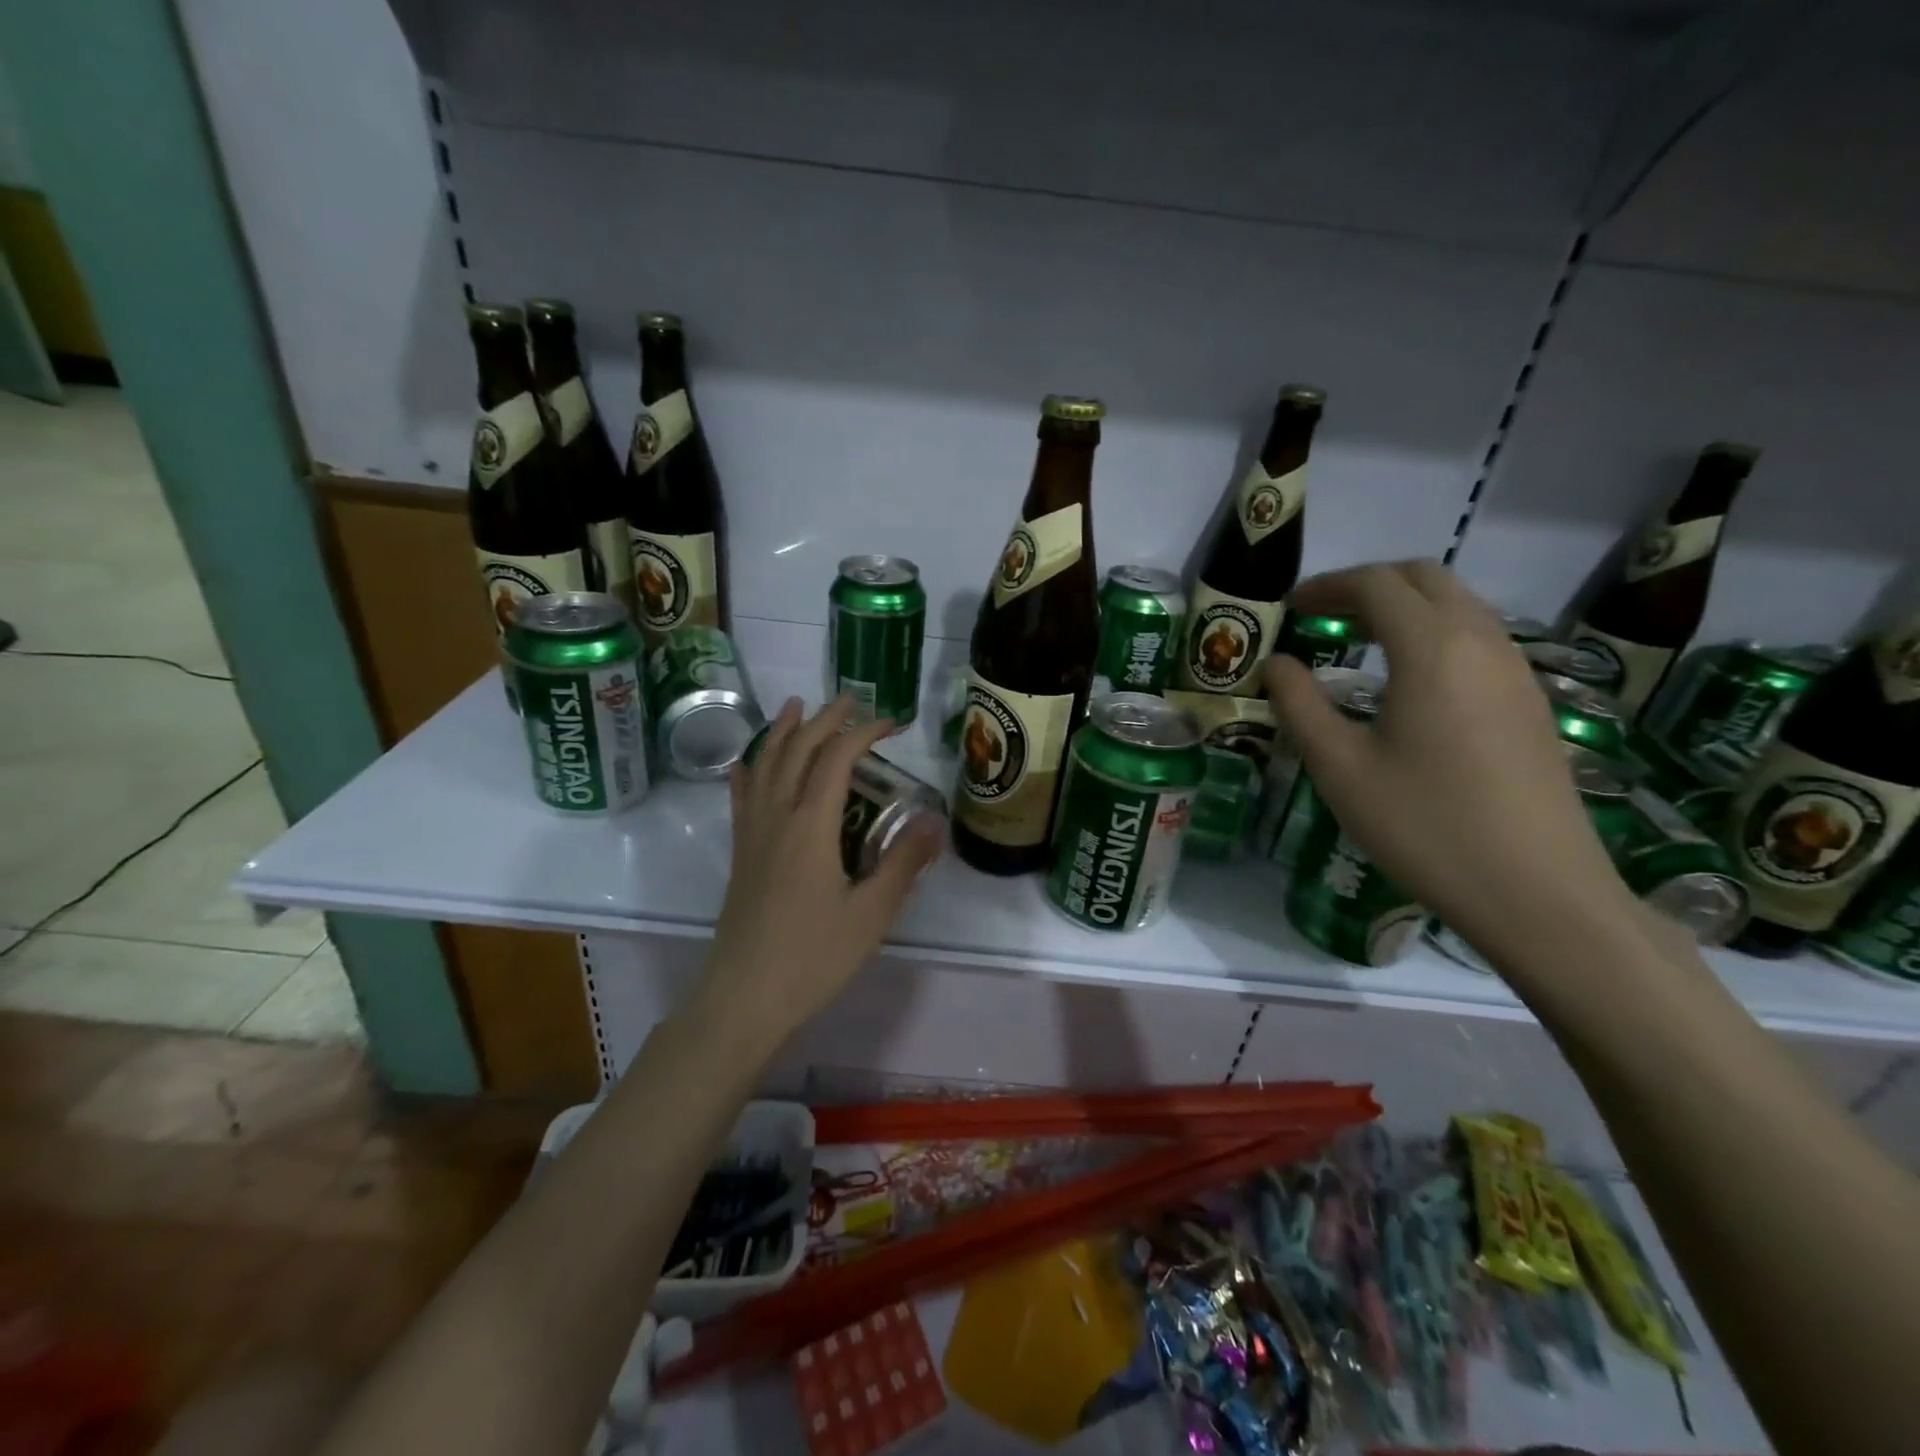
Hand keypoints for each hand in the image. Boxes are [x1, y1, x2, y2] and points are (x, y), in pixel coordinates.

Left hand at [696, 696, 943, 1049]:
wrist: (744, 998)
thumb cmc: (813, 958)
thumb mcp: (871, 914)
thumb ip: (903, 863)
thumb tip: (935, 822)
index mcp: (811, 826)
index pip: (837, 758)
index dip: (864, 732)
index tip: (892, 723)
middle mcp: (777, 817)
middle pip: (797, 750)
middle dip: (826, 720)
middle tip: (852, 700)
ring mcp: (753, 834)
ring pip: (764, 764)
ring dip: (784, 731)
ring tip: (798, 707)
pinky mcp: (741, 853)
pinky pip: (741, 795)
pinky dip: (750, 767)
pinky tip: (750, 760)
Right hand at [1262, 561, 1638, 971]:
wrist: (1538, 893)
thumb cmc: (1425, 827)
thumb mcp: (1340, 768)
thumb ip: (1299, 705)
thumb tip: (1276, 664)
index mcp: (1432, 650)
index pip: (1376, 584)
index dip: (1326, 586)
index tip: (1289, 608)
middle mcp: (1482, 642)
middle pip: (1425, 578)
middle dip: (1367, 585)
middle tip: (1321, 617)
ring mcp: (1516, 670)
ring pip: (1458, 604)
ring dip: (1403, 607)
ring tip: (1356, 643)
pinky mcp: (1530, 701)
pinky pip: (1478, 637)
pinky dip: (1433, 633)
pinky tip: (1407, 680)